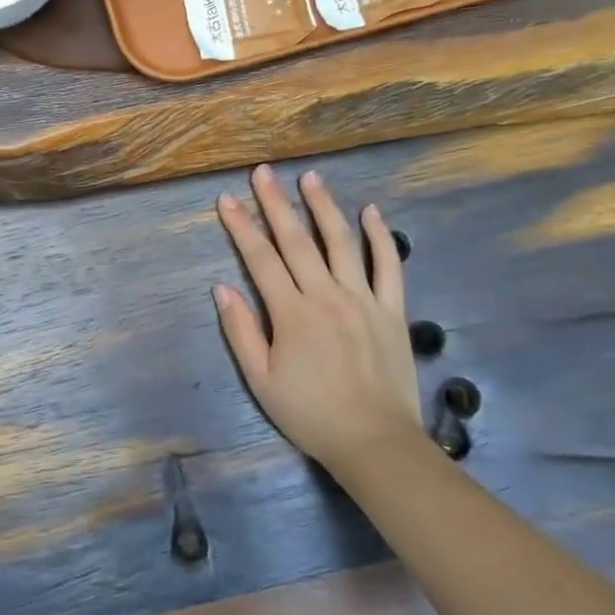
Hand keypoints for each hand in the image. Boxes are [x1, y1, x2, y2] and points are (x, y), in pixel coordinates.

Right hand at [214, 165, 424, 475]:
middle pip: (297, 240)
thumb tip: (222, 288)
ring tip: (310, 177)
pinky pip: (389, 266)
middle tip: (263, 172)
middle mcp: (326, 296)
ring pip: (341, 242)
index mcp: (291, 313)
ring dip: (324, 206)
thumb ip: (241, 331)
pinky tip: (372, 211)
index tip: (227, 199)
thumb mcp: (260, 380)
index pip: (260, 259)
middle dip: (276, 203)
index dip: (241, 226)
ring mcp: (363, 299)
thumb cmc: (310, 414)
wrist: (374, 442)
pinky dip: (381, 237)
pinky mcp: (392, 310)